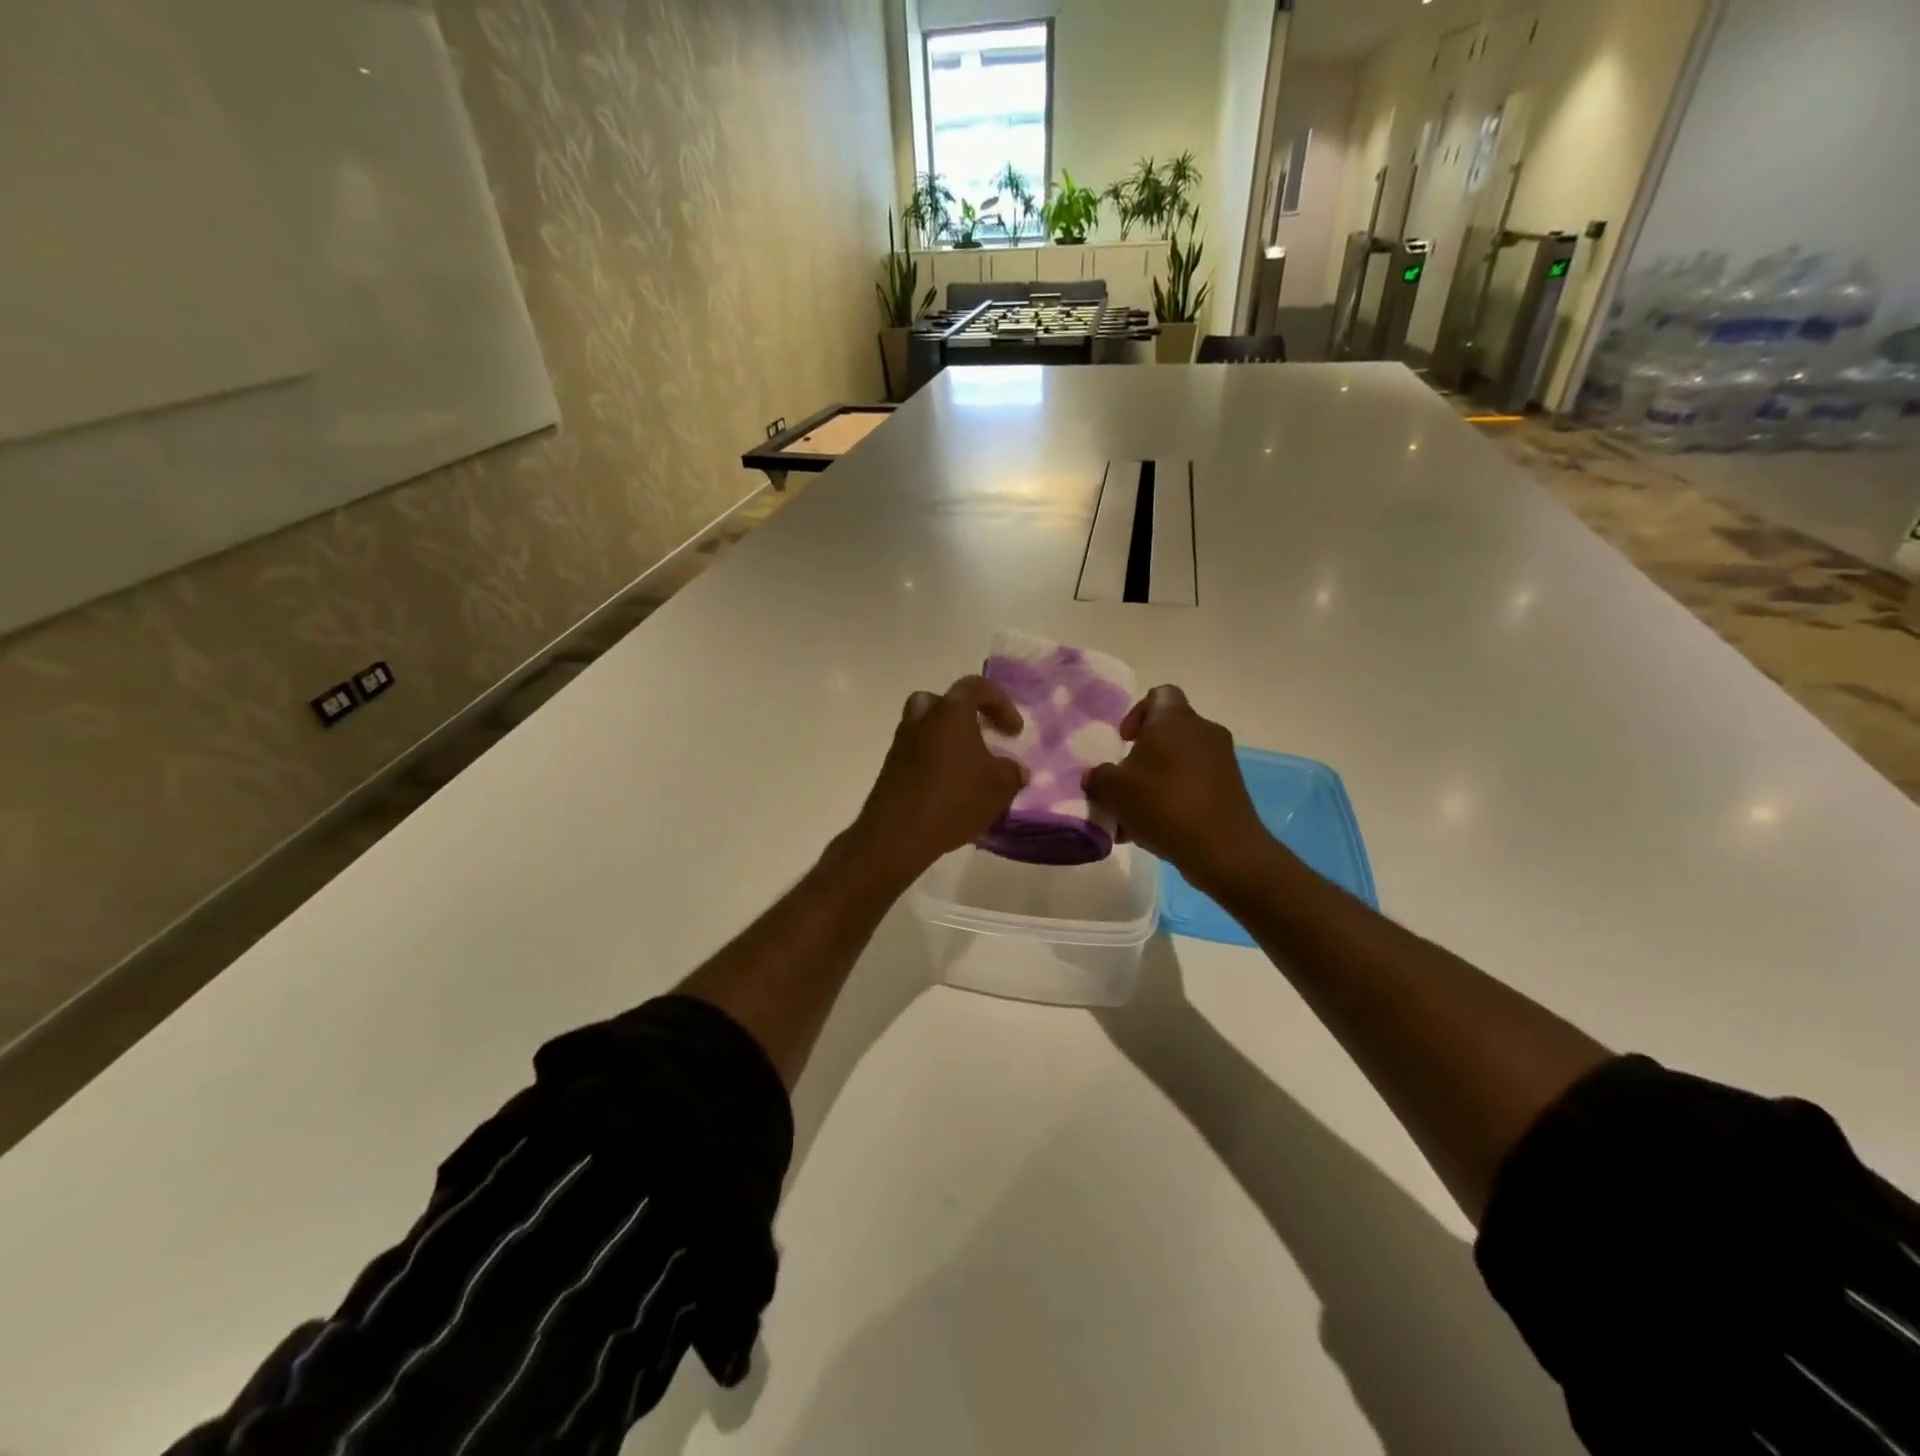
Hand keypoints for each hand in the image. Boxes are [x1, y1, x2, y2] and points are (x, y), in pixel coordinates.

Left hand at [851, 676, 1026, 879]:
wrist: (897, 834)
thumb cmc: (955, 799)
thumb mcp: (999, 788)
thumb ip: (1012, 772)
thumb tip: (1015, 769)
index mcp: (950, 713)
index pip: (976, 687)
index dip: (1001, 703)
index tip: (1014, 732)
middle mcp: (921, 720)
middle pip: (940, 702)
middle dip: (963, 715)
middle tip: (980, 736)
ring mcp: (901, 745)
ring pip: (925, 729)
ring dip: (947, 741)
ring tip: (968, 769)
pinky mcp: (890, 770)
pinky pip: (917, 755)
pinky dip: (934, 763)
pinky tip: (950, 790)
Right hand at [1084, 685, 1276, 893]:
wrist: (1224, 849)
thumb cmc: (1165, 805)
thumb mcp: (1114, 791)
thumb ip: (1098, 777)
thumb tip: (1095, 776)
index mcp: (1175, 719)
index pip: (1158, 694)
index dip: (1136, 713)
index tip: (1124, 742)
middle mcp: (1203, 731)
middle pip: (1166, 733)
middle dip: (1141, 756)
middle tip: (1123, 783)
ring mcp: (1222, 760)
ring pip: (1178, 762)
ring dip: (1155, 781)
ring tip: (1133, 815)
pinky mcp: (1231, 788)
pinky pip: (1193, 783)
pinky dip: (1174, 797)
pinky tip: (1155, 829)